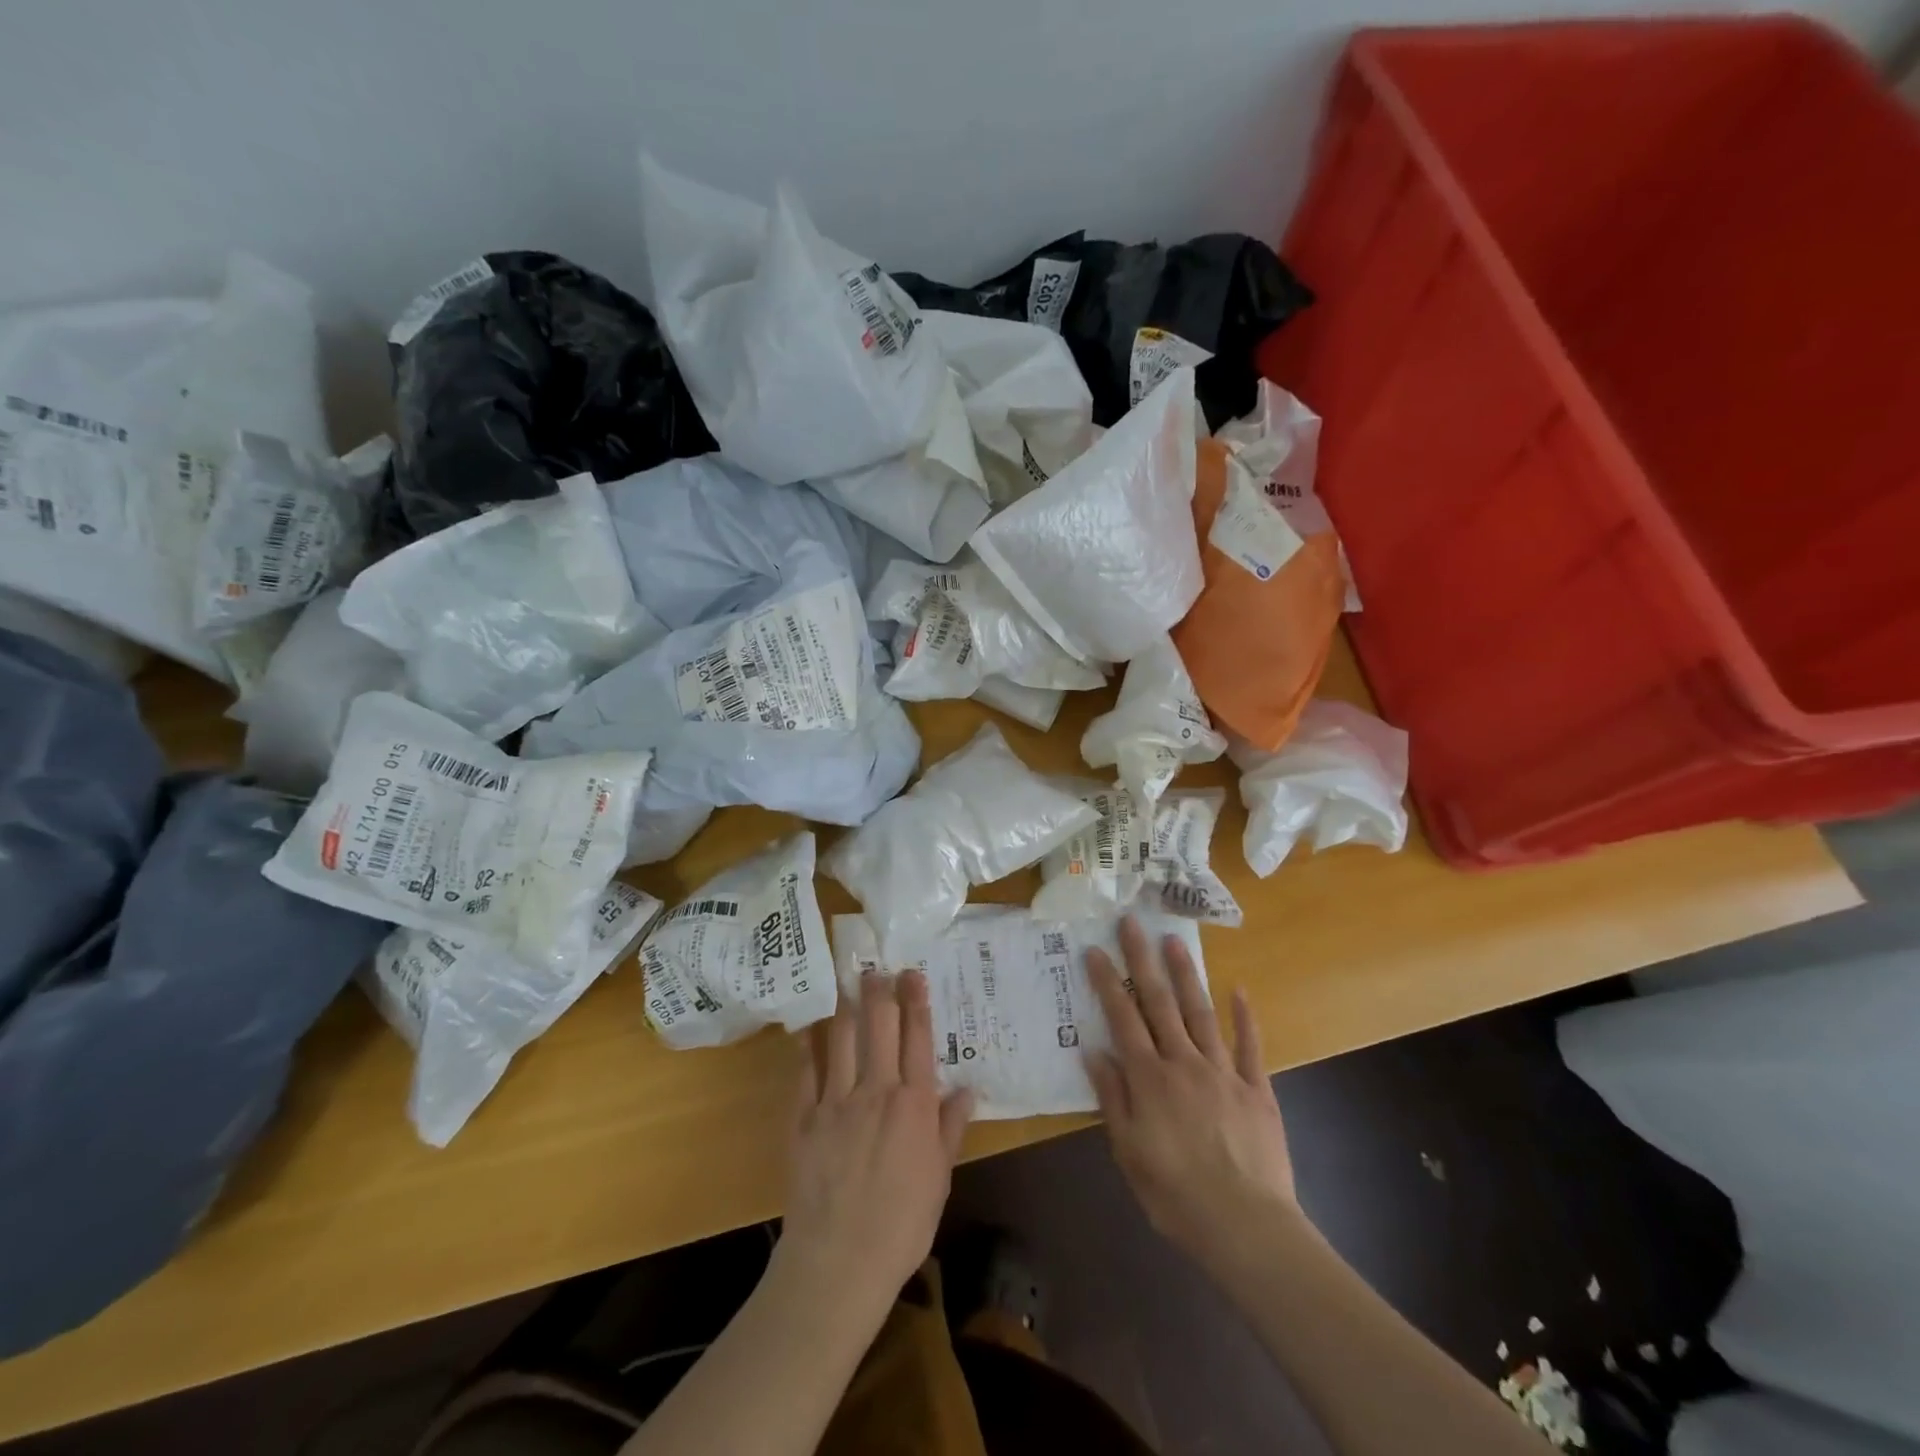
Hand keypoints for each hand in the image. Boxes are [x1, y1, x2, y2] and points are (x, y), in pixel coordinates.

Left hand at [777, 971, 973, 1318]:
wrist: (839, 1262)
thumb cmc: (902, 1224)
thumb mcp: (940, 1178)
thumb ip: (950, 1128)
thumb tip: (967, 1088)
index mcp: (914, 1104)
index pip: (917, 1038)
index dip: (916, 1001)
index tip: (912, 973)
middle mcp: (876, 1090)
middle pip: (879, 1026)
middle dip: (879, 990)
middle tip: (877, 966)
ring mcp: (835, 1101)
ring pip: (841, 1038)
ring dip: (846, 1007)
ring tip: (847, 984)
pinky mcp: (802, 1118)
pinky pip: (805, 1071)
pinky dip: (808, 1047)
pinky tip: (809, 1030)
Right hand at [1086, 918, 1300, 1276]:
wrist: (1246, 1226)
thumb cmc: (1175, 1194)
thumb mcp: (1128, 1152)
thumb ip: (1112, 1097)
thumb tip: (1093, 1051)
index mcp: (1149, 1079)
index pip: (1122, 1019)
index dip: (1108, 982)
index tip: (1096, 950)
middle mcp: (1183, 1063)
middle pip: (1159, 1002)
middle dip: (1143, 960)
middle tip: (1133, 923)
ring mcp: (1223, 1071)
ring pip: (1200, 1012)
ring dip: (1186, 975)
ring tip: (1175, 941)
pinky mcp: (1256, 1088)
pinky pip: (1249, 1046)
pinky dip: (1244, 1017)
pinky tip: (1239, 989)